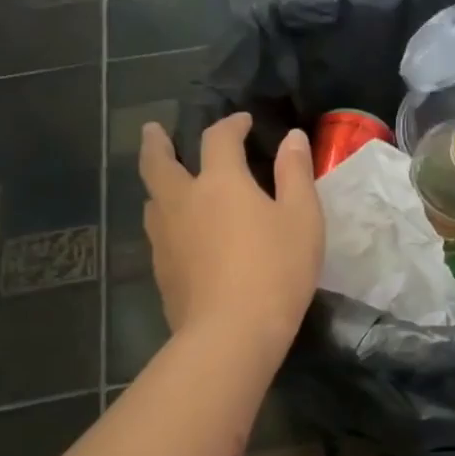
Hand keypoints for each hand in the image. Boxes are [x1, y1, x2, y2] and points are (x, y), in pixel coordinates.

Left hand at [139, 114, 322, 359]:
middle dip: (157, 143)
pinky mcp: (161, 271)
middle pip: (158, 162)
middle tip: (154, 131)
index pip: (218, 138)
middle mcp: (182, 201)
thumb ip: (296, 174)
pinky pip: (158, 234)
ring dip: (158, 184)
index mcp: (219, 182)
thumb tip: (292, 138)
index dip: (230, 124)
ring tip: (166, 184)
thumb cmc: (277, 270)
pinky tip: (178, 236)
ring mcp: (165, 238)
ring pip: (152, 200)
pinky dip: (166, 222)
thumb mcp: (303, 219)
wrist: (232, 333)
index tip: (242, 122)